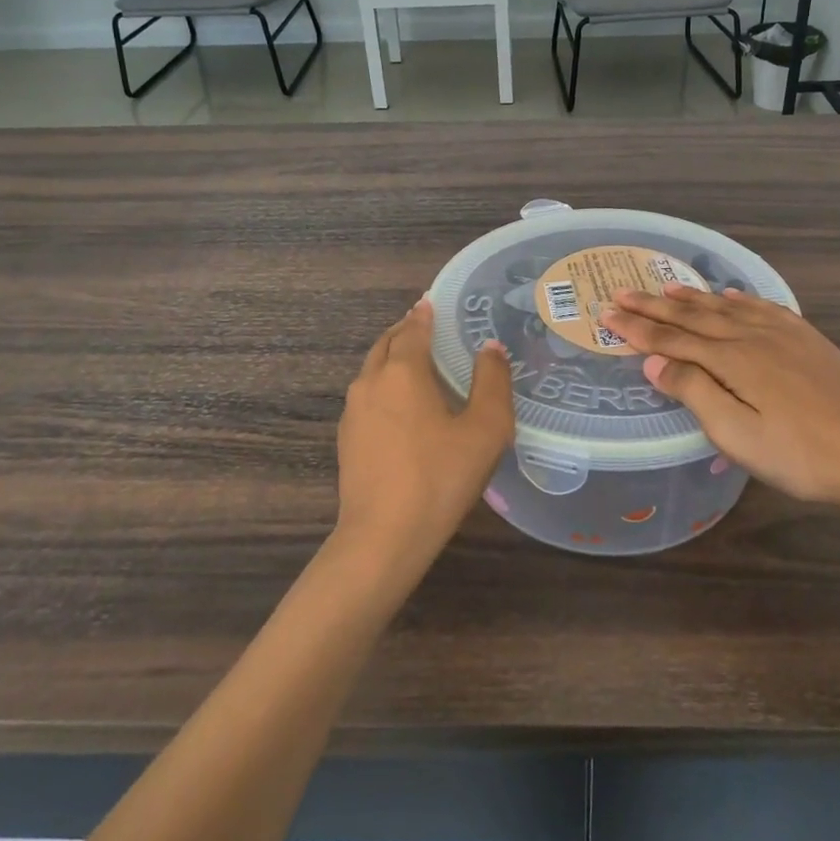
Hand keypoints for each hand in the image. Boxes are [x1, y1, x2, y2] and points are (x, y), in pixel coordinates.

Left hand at [334, 299, 515, 569]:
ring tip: (416, 364)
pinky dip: (384, 387)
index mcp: (402, 372)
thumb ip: (492, 382)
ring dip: (392, 359)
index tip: (431, 302)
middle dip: (405, 331)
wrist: (383, 538)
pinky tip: (401, 408)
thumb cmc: (440, 477)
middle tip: (425, 327)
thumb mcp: (484, 429)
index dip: (425, 314)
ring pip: (372, 371)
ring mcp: (353, 413)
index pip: (413, 329)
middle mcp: (371, 383)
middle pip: (386, 344)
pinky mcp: (347, 441)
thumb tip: (490, 348)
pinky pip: (368, 398)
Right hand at [599, 285, 839, 511]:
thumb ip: (694, 392)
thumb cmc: (795, 454)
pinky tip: (730, 294)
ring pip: (726, 307)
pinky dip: (739, 298)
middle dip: (654, 306)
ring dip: (693, 298)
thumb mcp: (735, 434)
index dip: (637, 328)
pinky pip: (763, 307)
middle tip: (622, 292)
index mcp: (730, 361)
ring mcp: (781, 334)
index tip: (608, 314)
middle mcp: (751, 337)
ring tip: (667, 287)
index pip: (671, 339)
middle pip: (693, 317)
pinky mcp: (806, 338)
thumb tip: (653, 362)